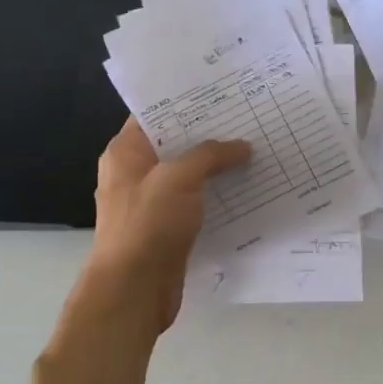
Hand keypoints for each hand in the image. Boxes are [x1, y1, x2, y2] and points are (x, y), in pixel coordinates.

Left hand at [76, 119, 251, 332]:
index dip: (186, 102)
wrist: (134, 291)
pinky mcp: (170, 227)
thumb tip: (242, 146)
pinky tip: (248, 188)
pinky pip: (198, 202)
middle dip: (210, 134)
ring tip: (257, 149)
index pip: (154, 114)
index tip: (222, 92)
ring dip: (218, 167)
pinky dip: (218, 195)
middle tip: (249, 118)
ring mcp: (153, 202)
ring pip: (190, 175)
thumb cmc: (147, 225)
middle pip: (176, 144)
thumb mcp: (178, 178)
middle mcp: (136, 174)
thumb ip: (210, 155)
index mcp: (125, 153)